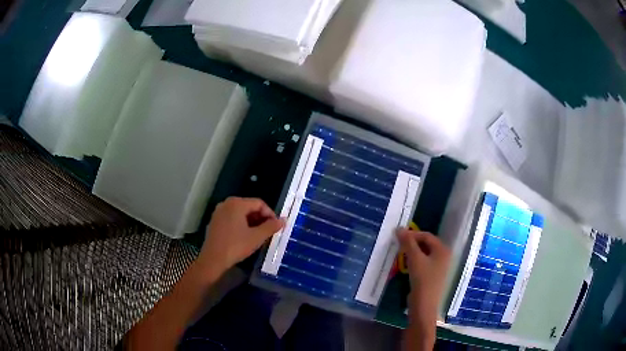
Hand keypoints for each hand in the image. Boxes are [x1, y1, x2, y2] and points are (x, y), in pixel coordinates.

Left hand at [197, 197, 283, 275]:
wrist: (213, 259)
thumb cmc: (235, 246)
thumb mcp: (256, 237)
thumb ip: (271, 227)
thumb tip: (283, 220)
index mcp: (237, 203)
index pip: (259, 203)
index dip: (270, 214)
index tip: (276, 226)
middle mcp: (227, 203)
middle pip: (249, 207)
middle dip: (261, 218)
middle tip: (269, 231)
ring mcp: (219, 212)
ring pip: (241, 213)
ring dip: (252, 222)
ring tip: (259, 235)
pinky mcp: (215, 221)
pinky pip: (232, 218)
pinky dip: (241, 224)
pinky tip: (245, 237)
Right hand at [398, 229, 449, 313]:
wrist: (424, 305)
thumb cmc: (422, 280)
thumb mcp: (415, 259)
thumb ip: (408, 243)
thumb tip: (399, 228)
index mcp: (443, 250)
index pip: (427, 236)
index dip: (412, 234)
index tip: (398, 236)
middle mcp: (444, 256)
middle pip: (427, 244)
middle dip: (412, 243)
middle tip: (399, 244)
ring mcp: (439, 267)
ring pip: (424, 254)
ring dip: (412, 252)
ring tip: (400, 253)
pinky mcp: (433, 276)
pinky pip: (424, 263)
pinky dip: (415, 261)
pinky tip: (406, 265)